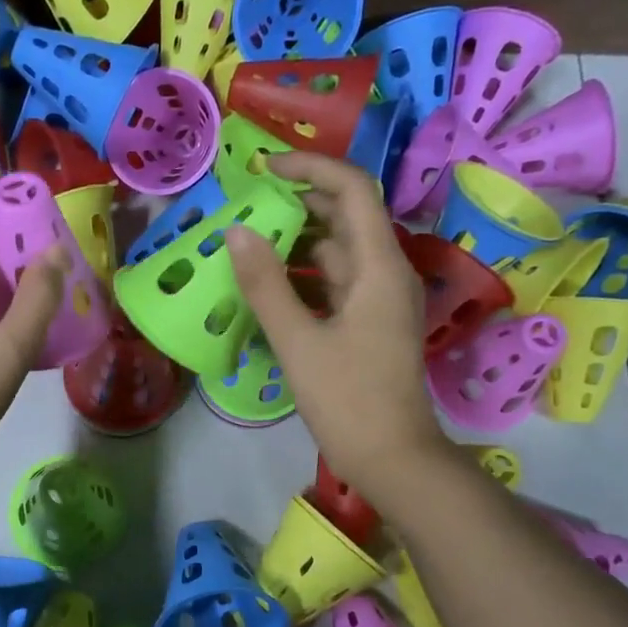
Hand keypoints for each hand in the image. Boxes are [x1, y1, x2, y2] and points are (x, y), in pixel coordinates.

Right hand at [227, 152, 447, 500]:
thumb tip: (236, 232)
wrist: (391, 458)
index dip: (312, 169)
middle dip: (299, 204)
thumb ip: (266, 286)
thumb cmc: (348, 400)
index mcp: (379, 267)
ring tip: (247, 241)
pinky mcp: (366, 325)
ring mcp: (377, 301)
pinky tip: (267, 285)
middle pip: (345, 219)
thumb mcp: (299, 341)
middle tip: (247, 205)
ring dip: (296, 243)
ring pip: (337, 254)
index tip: (266, 168)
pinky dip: (303, 277)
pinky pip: (333, 285)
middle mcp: (384, 274)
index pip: (353, 191)